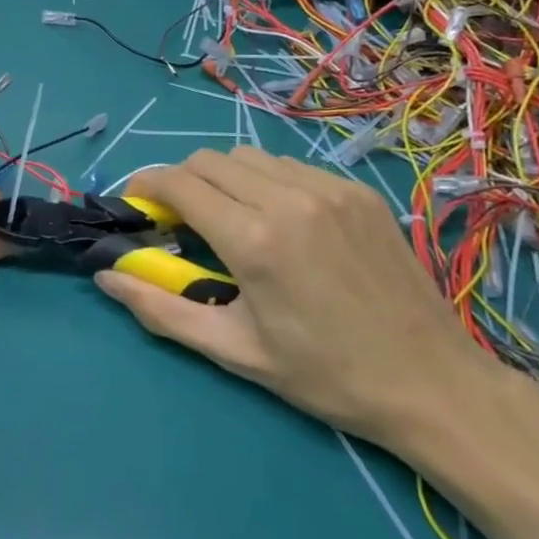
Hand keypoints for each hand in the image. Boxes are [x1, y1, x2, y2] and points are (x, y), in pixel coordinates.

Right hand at [93, 147, 491, 448]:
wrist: (432, 382)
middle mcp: (288, 198)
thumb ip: (160, 309)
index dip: (146, 186)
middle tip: (180, 221)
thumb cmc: (325, 375)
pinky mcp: (357, 190)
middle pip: (207, 160)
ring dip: (223, 178)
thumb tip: (105, 275)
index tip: (137, 206)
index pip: (178, 183)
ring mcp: (329, 187)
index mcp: (255, 239)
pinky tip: (280, 220)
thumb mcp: (234, 351)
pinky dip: (266, 181)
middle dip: (181, 182)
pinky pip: (290, 166)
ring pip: (248, 156)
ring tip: (230, 219)